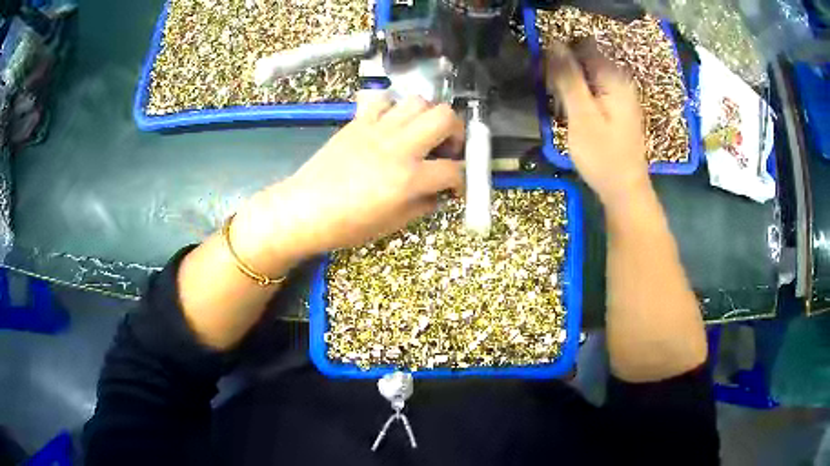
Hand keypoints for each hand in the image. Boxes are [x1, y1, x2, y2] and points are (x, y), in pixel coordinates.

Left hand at [235, 93, 463, 269]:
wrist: (304, 210)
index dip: (461, 179)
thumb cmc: (347, 225)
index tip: (454, 185)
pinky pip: (382, 99)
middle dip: (456, 131)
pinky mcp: (358, 121)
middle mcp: (399, 146)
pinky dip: (392, 107)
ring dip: (427, 115)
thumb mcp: (392, 224)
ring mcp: (377, 129)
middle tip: (447, 148)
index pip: (453, 169)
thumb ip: (422, 205)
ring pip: (418, 100)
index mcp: (409, 178)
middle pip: (445, 117)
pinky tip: (389, 124)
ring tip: (420, 133)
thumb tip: (438, 193)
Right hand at [545, 41, 649, 208]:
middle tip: (549, 93)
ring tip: (558, 105)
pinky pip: (593, 91)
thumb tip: (554, 44)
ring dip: (569, 84)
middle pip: (585, 60)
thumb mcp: (582, 115)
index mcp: (614, 78)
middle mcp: (620, 82)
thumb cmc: (603, 156)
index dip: (560, 53)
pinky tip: (571, 113)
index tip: (543, 71)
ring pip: (588, 76)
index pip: (582, 47)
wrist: (624, 191)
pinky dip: (579, 96)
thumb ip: (569, 78)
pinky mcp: (617, 109)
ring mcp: (621, 96)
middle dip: (564, 70)